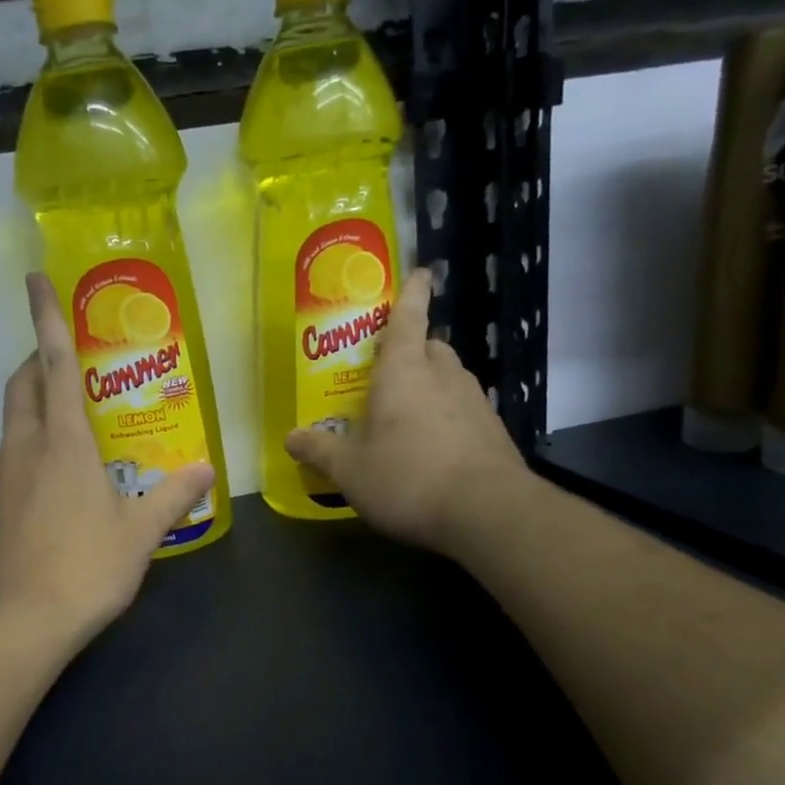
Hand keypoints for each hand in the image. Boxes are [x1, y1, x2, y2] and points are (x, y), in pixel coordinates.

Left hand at [0, 273, 214, 647]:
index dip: (45, 318)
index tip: (34, 279)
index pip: (52, 364)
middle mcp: (22, 448)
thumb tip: (207, 470)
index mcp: (63, 443)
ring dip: (32, 412)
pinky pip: (6, 464)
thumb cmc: (86, 569)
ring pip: (11, 425)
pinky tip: (48, 490)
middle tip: (63, 363)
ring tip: (67, 433)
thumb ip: (174, 496)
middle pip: (21, 385)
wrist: (19, 624)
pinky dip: (25, 455)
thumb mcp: (140, 533)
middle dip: (35, 361)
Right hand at [285, 267, 531, 559]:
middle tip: (389, 371)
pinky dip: (449, 415)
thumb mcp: (349, 471)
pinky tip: (436, 445)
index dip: (412, 294)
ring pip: (450, 377)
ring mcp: (475, 401)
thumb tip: (290, 437)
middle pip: (430, 346)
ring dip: (431, 384)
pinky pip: (465, 409)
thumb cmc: (406, 477)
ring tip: (409, 412)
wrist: (486, 512)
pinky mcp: (493, 430)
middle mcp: (443, 375)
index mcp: (403, 371)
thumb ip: (319, 451)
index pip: (408, 318)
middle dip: (413, 349)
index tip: (422, 272)